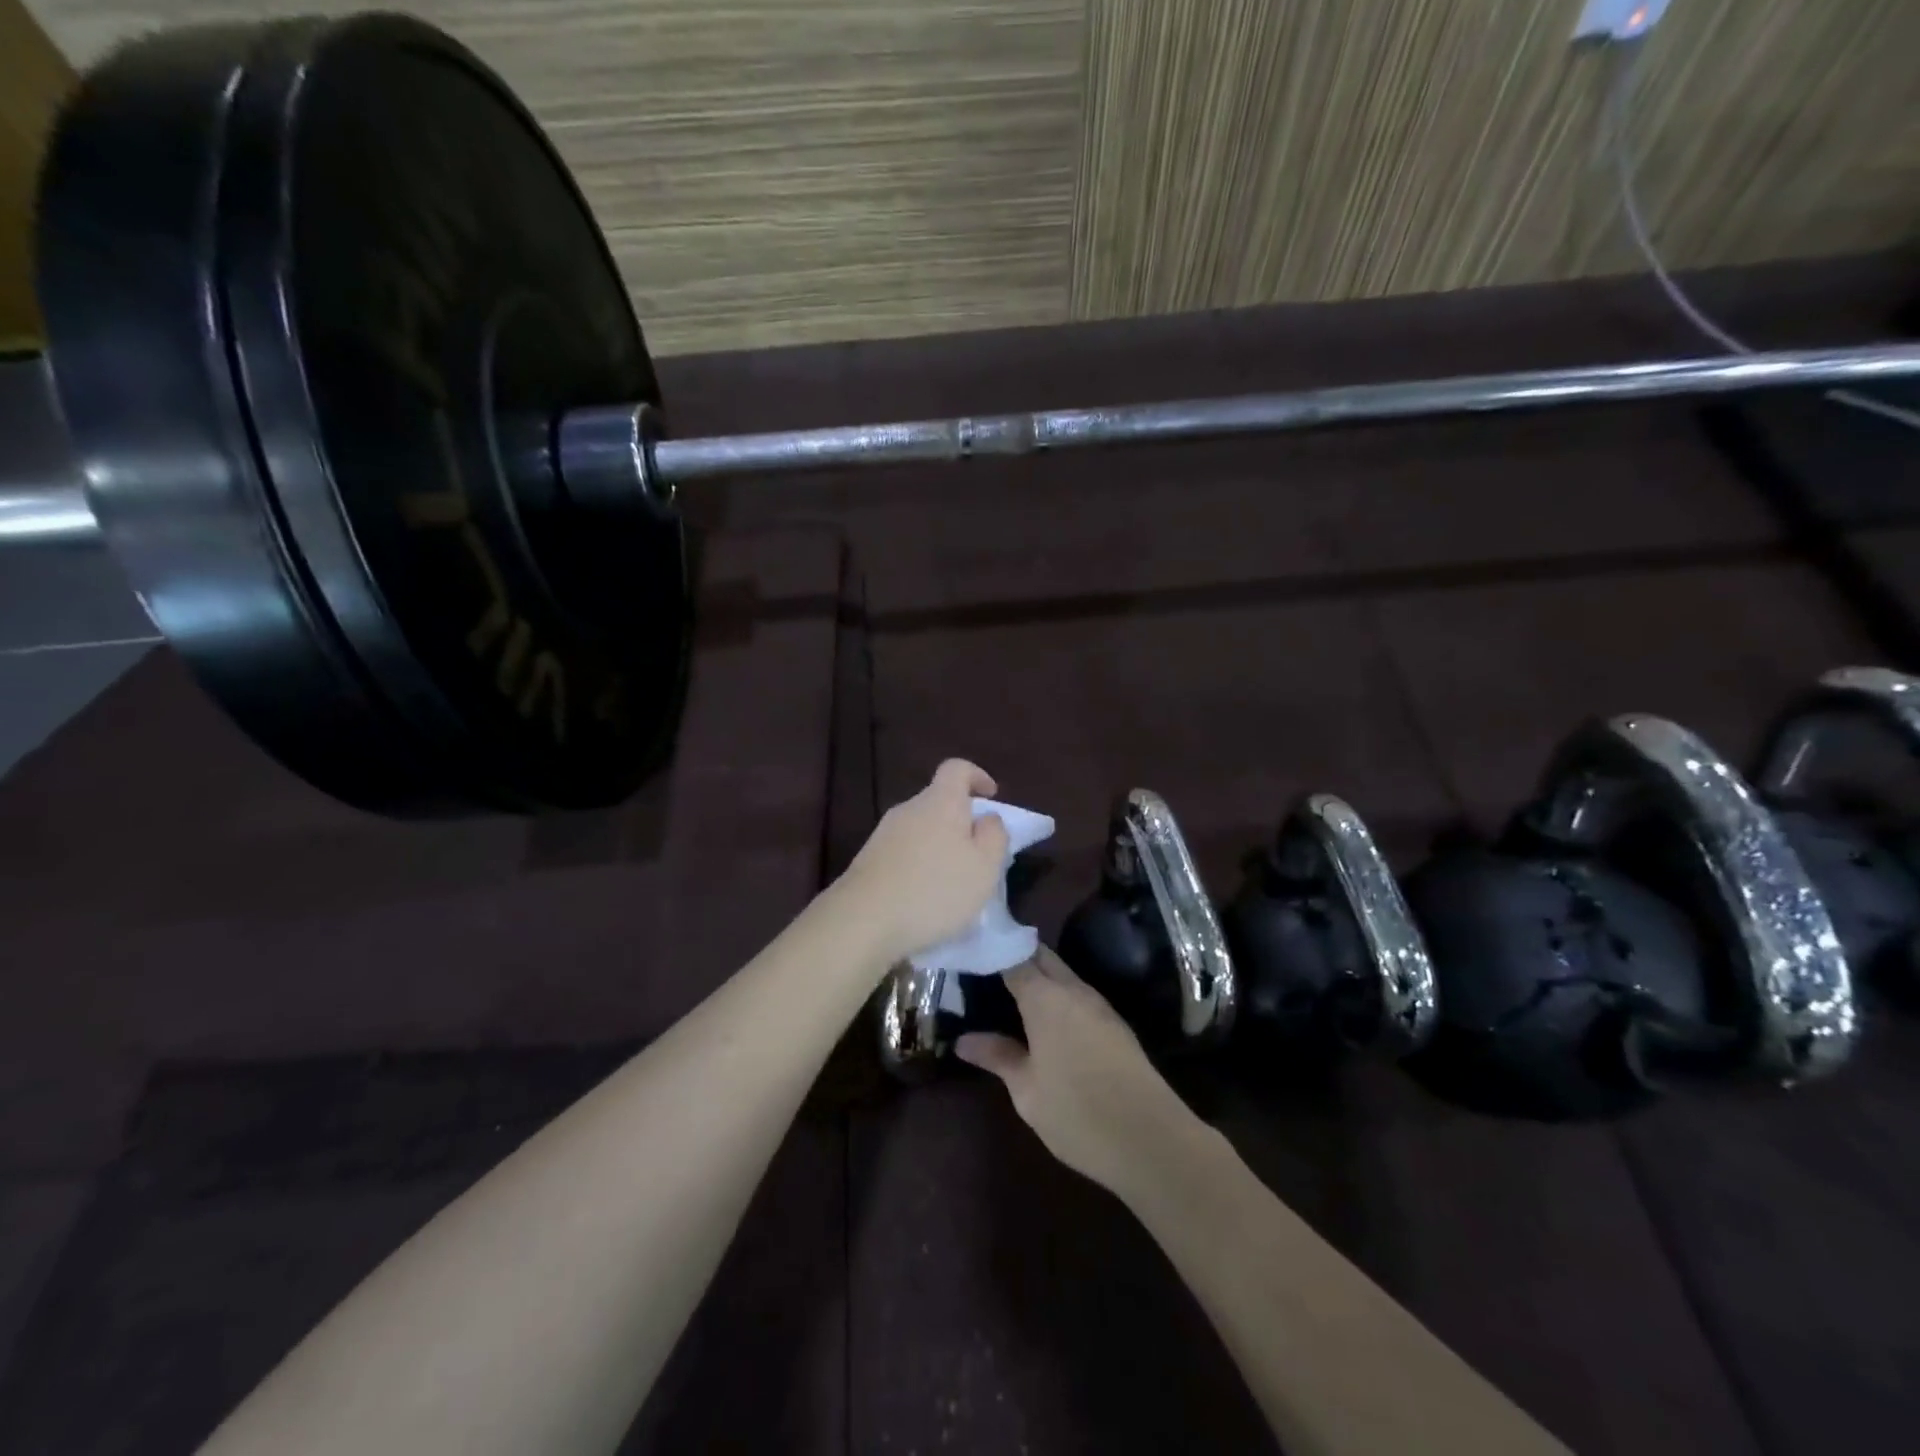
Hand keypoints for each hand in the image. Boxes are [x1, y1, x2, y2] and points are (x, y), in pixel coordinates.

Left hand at [837, 759, 1011, 965]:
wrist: (863, 920)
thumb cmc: (935, 890)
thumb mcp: (984, 867)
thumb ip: (994, 835)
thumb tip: (987, 817)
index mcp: (940, 802)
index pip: (957, 768)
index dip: (977, 776)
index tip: (991, 797)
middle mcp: (909, 808)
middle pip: (938, 801)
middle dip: (960, 821)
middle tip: (978, 854)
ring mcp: (884, 833)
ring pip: (921, 829)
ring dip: (939, 846)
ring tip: (953, 882)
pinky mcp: (868, 859)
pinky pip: (903, 852)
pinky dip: (919, 865)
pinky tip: (924, 897)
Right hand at [957, 948, 1200, 1197]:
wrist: (1151, 1140)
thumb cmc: (1078, 1114)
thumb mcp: (1027, 1091)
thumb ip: (998, 1057)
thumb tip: (963, 1040)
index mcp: (1045, 998)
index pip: (1013, 957)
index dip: (991, 952)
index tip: (969, 955)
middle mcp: (1073, 990)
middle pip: (1040, 956)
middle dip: (1014, 955)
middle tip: (984, 971)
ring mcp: (1099, 1005)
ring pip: (1062, 974)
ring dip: (1038, 976)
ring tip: (1008, 993)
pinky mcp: (1115, 1024)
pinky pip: (1078, 994)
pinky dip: (1057, 995)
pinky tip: (1044, 1019)